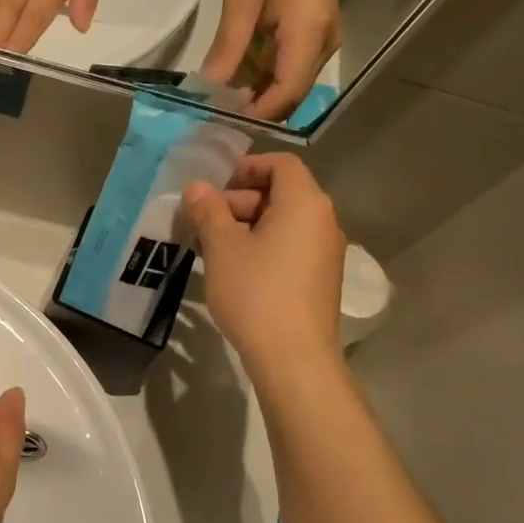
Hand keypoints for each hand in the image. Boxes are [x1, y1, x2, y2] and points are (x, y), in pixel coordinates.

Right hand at [181, 154, 345, 379]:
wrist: (294, 358)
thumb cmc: (256, 292)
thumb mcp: (222, 248)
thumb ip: (208, 211)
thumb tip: (197, 188)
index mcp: (304, 203)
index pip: (281, 164)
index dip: (247, 167)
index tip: (216, 188)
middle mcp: (323, 221)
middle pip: (281, 193)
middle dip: (239, 202)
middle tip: (204, 224)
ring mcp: (326, 253)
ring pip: (283, 224)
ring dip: (247, 227)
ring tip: (213, 250)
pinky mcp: (321, 280)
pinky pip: (290, 248)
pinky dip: (263, 248)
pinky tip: (235, 272)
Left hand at [201, 0, 343, 121]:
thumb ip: (229, 48)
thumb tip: (209, 89)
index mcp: (308, 35)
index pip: (286, 93)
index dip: (257, 113)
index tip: (223, 121)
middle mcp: (324, 47)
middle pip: (290, 97)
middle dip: (254, 109)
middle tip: (217, 114)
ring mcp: (324, 45)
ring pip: (290, 87)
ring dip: (258, 96)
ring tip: (222, 99)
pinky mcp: (317, 41)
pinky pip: (291, 72)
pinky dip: (265, 80)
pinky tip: (239, 78)